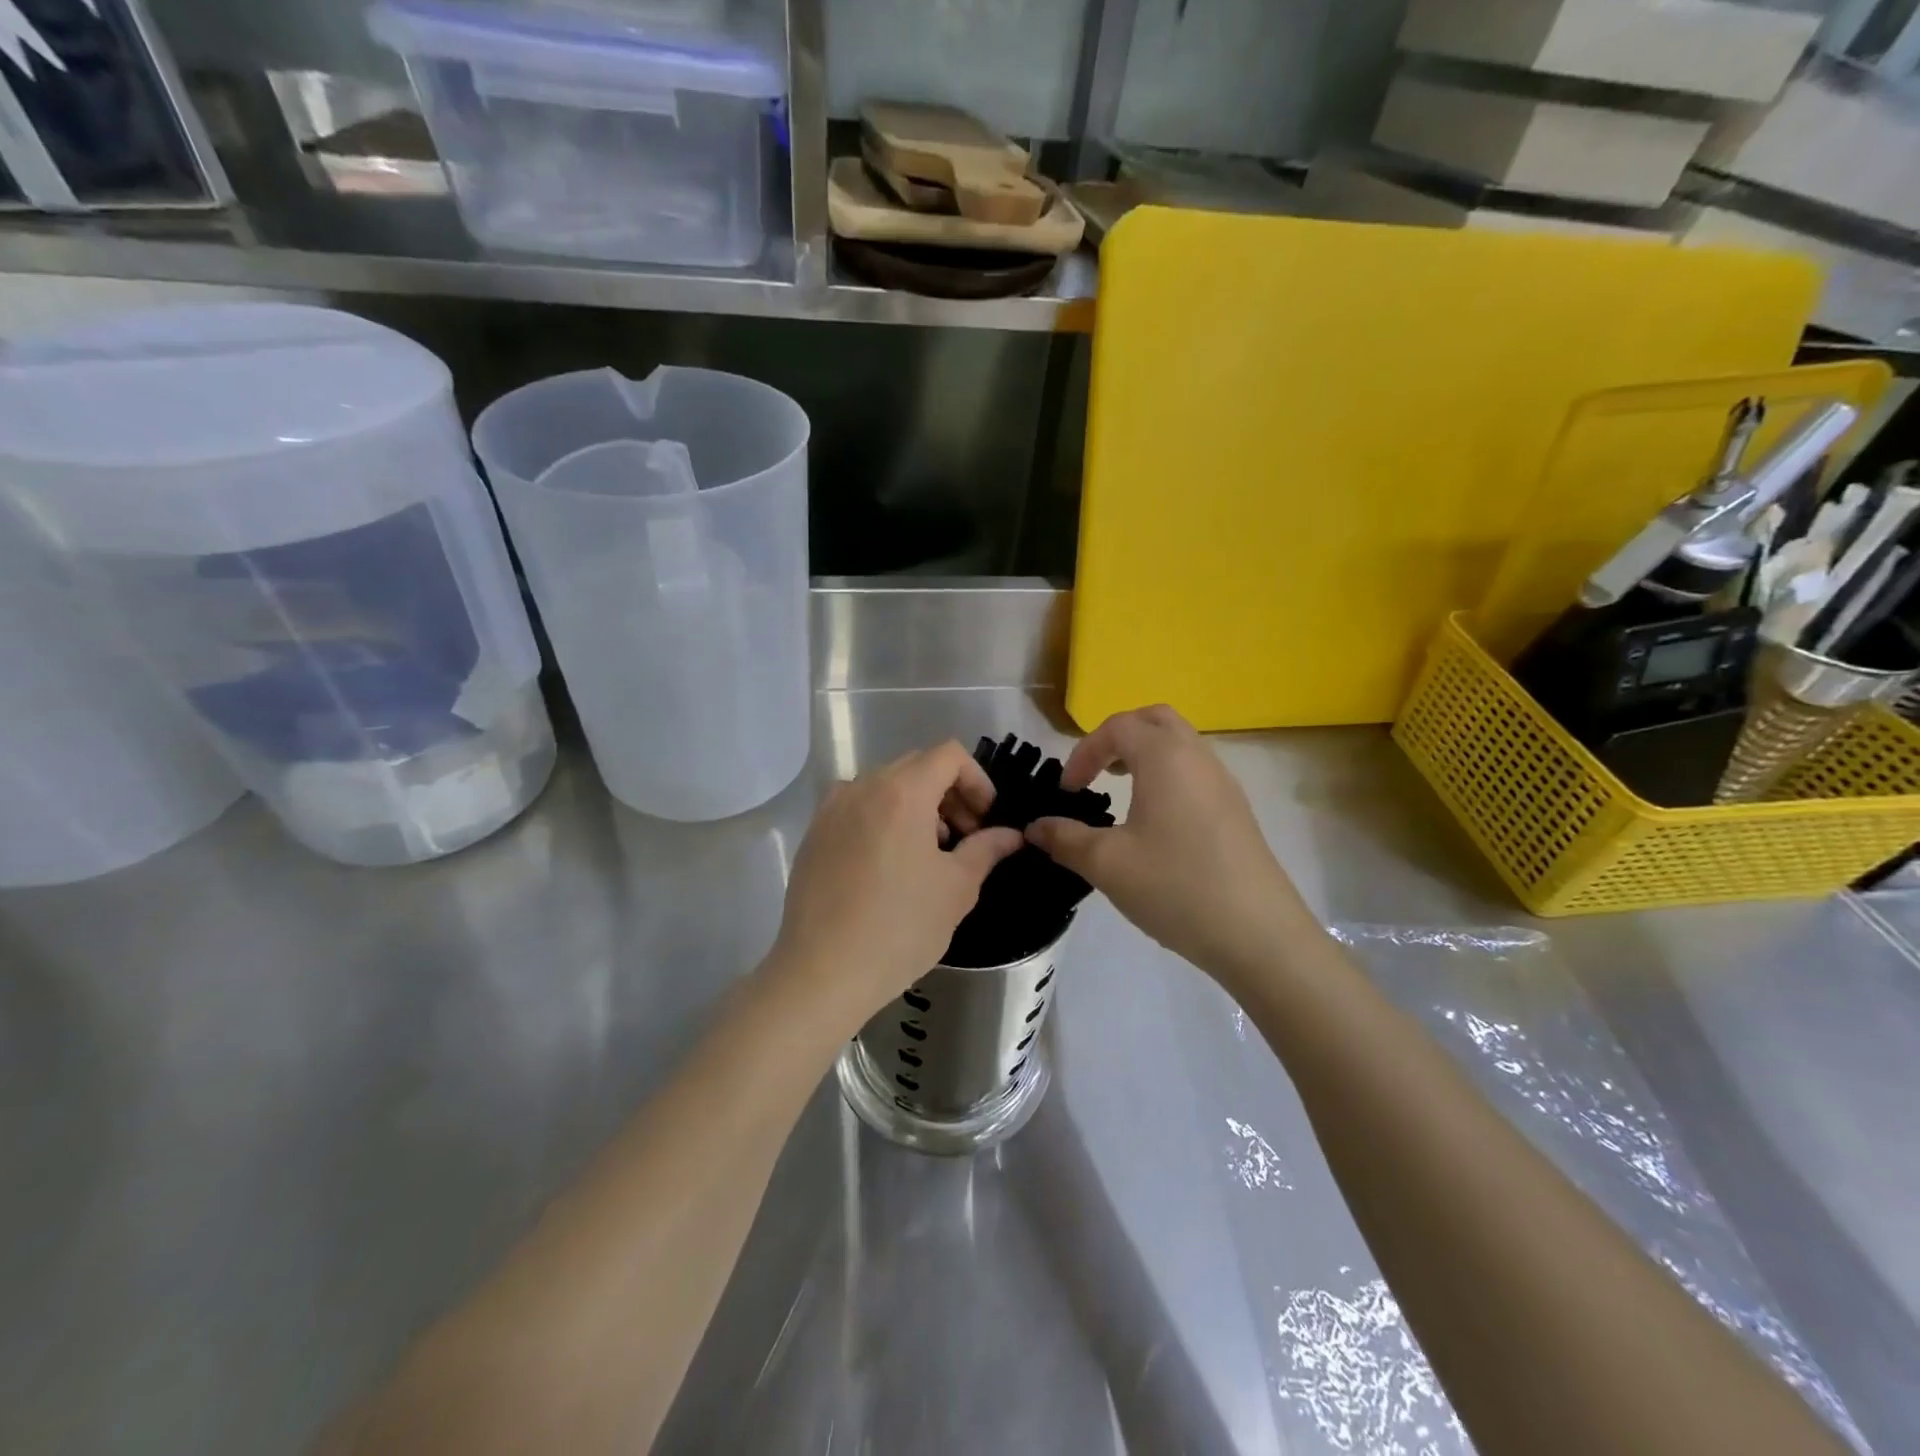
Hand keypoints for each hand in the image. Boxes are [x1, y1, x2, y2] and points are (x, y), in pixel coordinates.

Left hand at [770, 742, 1022, 1029]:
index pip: (949, 755)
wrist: (822, 972)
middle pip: (916, 766)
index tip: (985, 819)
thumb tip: (1011, 835)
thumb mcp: (956, 888)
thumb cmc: (900, 928)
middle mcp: (862, 787)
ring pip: (885, 786)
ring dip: (917, 805)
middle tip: (964, 837)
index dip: (977, 780)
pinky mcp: (813, 834)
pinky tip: (889, 865)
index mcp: (902, 792)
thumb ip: (986, 849)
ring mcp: (832, 809)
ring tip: (928, 854)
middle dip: (949, 793)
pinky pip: (857, 807)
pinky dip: (883, 818)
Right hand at [1026, 706, 1311, 987]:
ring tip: (1120, 791)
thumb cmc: (1176, 887)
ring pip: (1180, 744)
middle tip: (1096, 772)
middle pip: (1155, 720)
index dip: (1084, 752)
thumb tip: (1035, 828)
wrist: (1259, 934)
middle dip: (1118, 737)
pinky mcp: (1236, 810)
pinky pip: (1195, 771)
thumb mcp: (1107, 864)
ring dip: (1145, 755)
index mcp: (1165, 758)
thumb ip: (1065, 838)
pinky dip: (1167, 775)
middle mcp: (1198, 757)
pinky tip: (1154, 821)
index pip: (1117, 727)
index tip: (1067, 791)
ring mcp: (1224, 783)